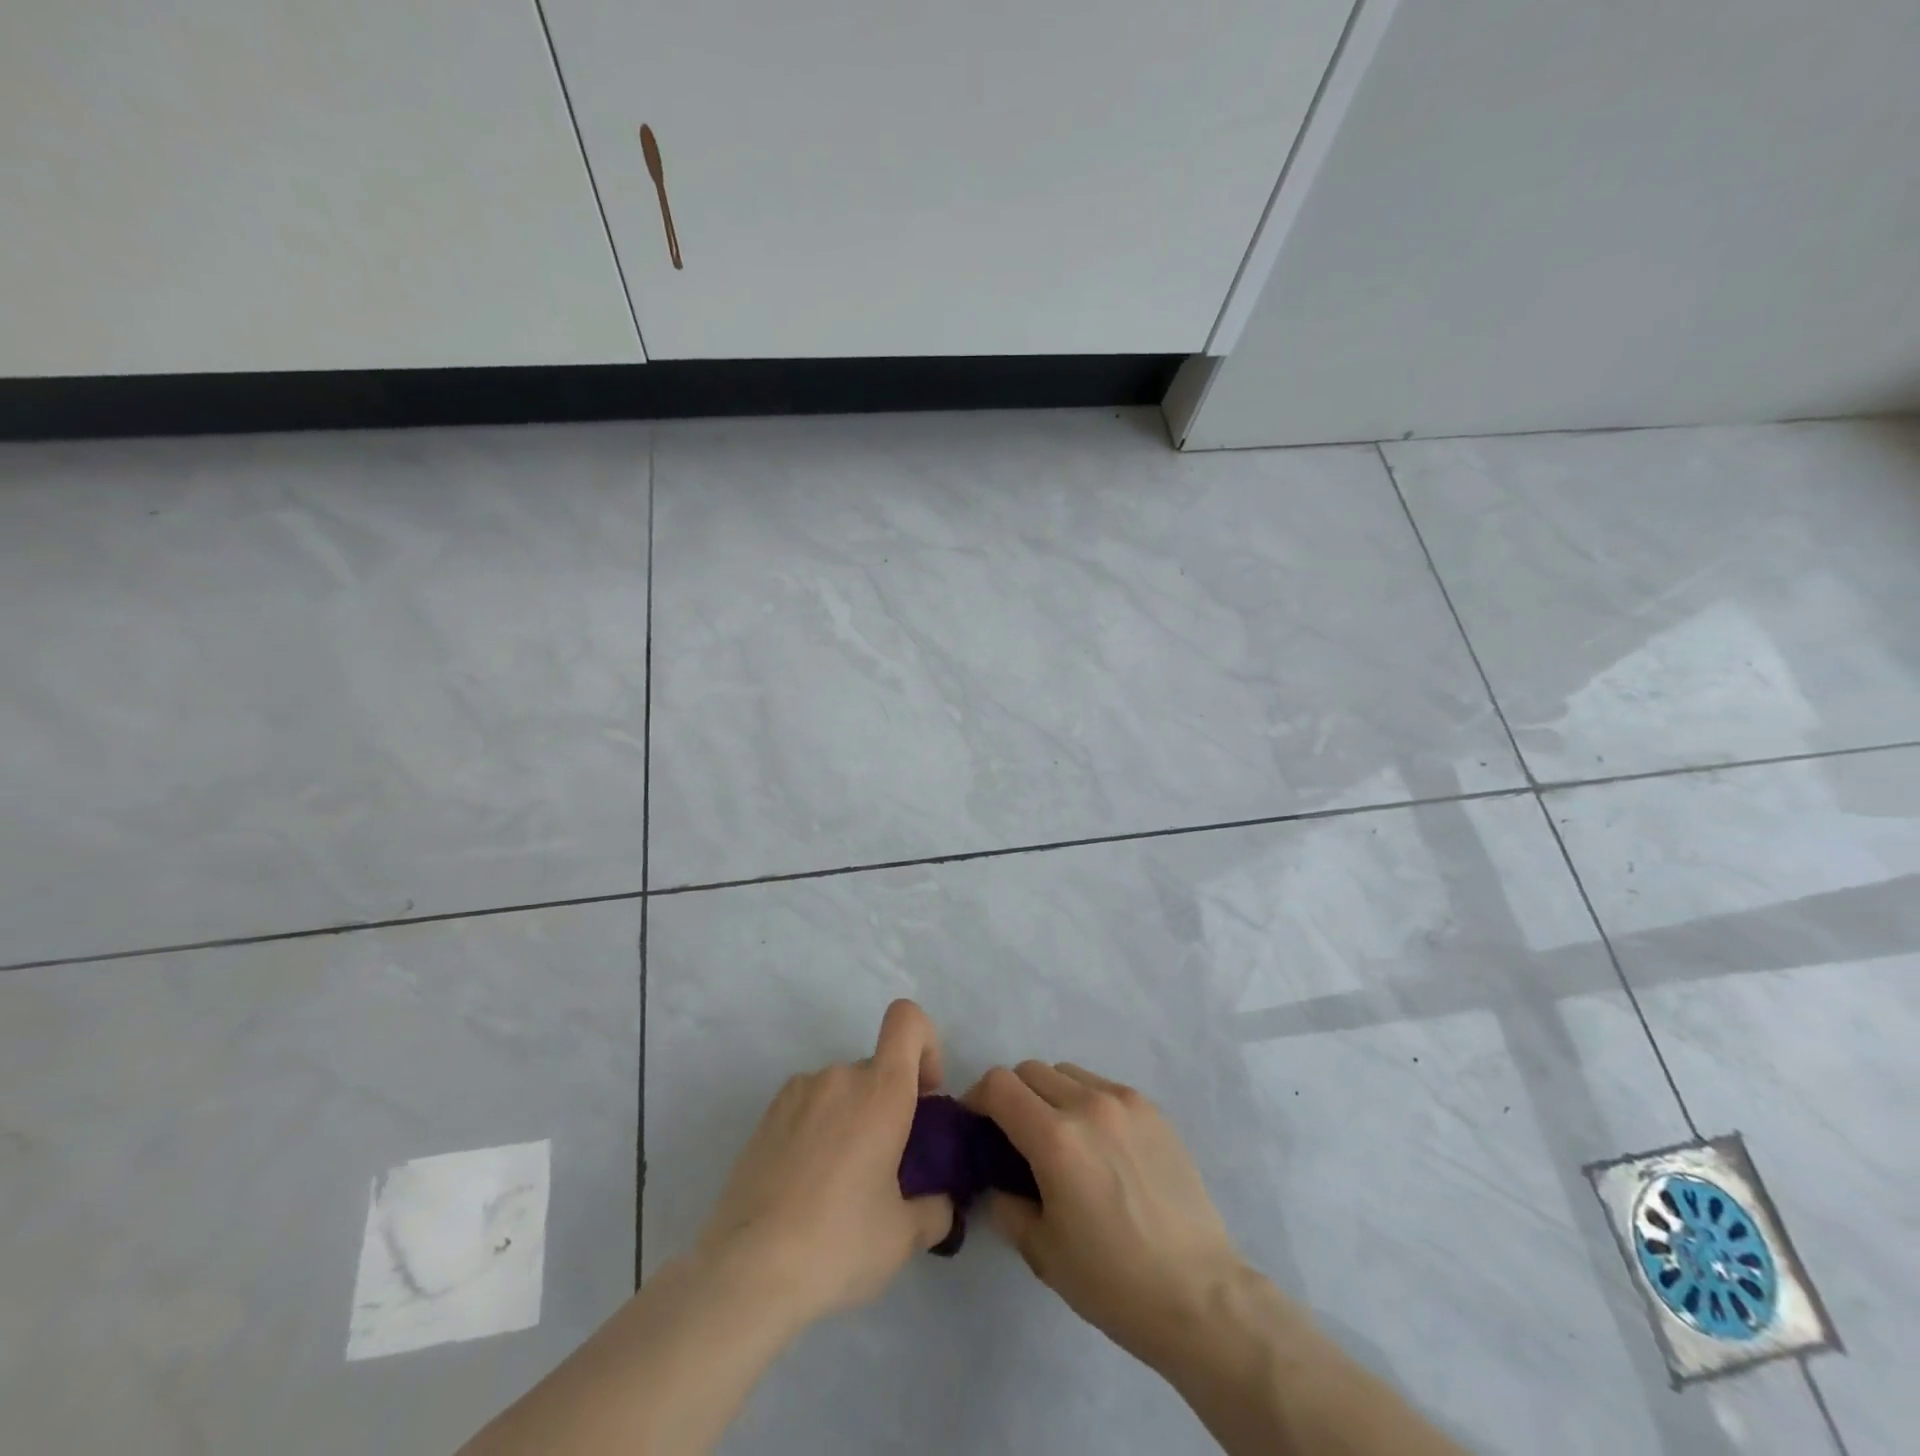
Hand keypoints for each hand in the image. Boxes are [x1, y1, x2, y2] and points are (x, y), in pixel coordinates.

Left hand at [694, 1000, 955, 1325]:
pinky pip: (810, 1105)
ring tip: (841, 1184)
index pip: (907, 1020)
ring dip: (853, 1119)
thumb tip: (941, 1203)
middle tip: (886, 1166)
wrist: (746, 1272)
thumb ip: (935, 1209)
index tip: (926, 1096)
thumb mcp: (903, 1237)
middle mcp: (840, 1076)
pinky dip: (820, 1129)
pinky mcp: (767, 1114)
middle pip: (877, 1068)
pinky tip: (807, 1184)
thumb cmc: (838, 1243)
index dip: (926, 1045)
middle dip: (890, 1104)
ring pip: (843, 1090)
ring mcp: (798, 1091)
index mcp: (881, 1091)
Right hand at [967, 1061, 1243, 1369]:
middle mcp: (1089, 1105)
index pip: (999, 1085)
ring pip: (1067, 1073)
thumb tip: (997, 1180)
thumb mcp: (1042, 1252)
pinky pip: (1102, 1087)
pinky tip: (1100, 1147)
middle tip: (1015, 1137)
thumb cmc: (1113, 1282)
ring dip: (1050, 1095)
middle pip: (1030, 1071)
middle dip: (1012, 1096)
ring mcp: (1125, 1102)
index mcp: (1055, 1138)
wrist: (1200, 1295)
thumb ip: (1006, 1204)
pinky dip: (1086, 1102)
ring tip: (1061, 1139)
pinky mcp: (1152, 1110)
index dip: (977, 1098)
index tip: (976, 1125)